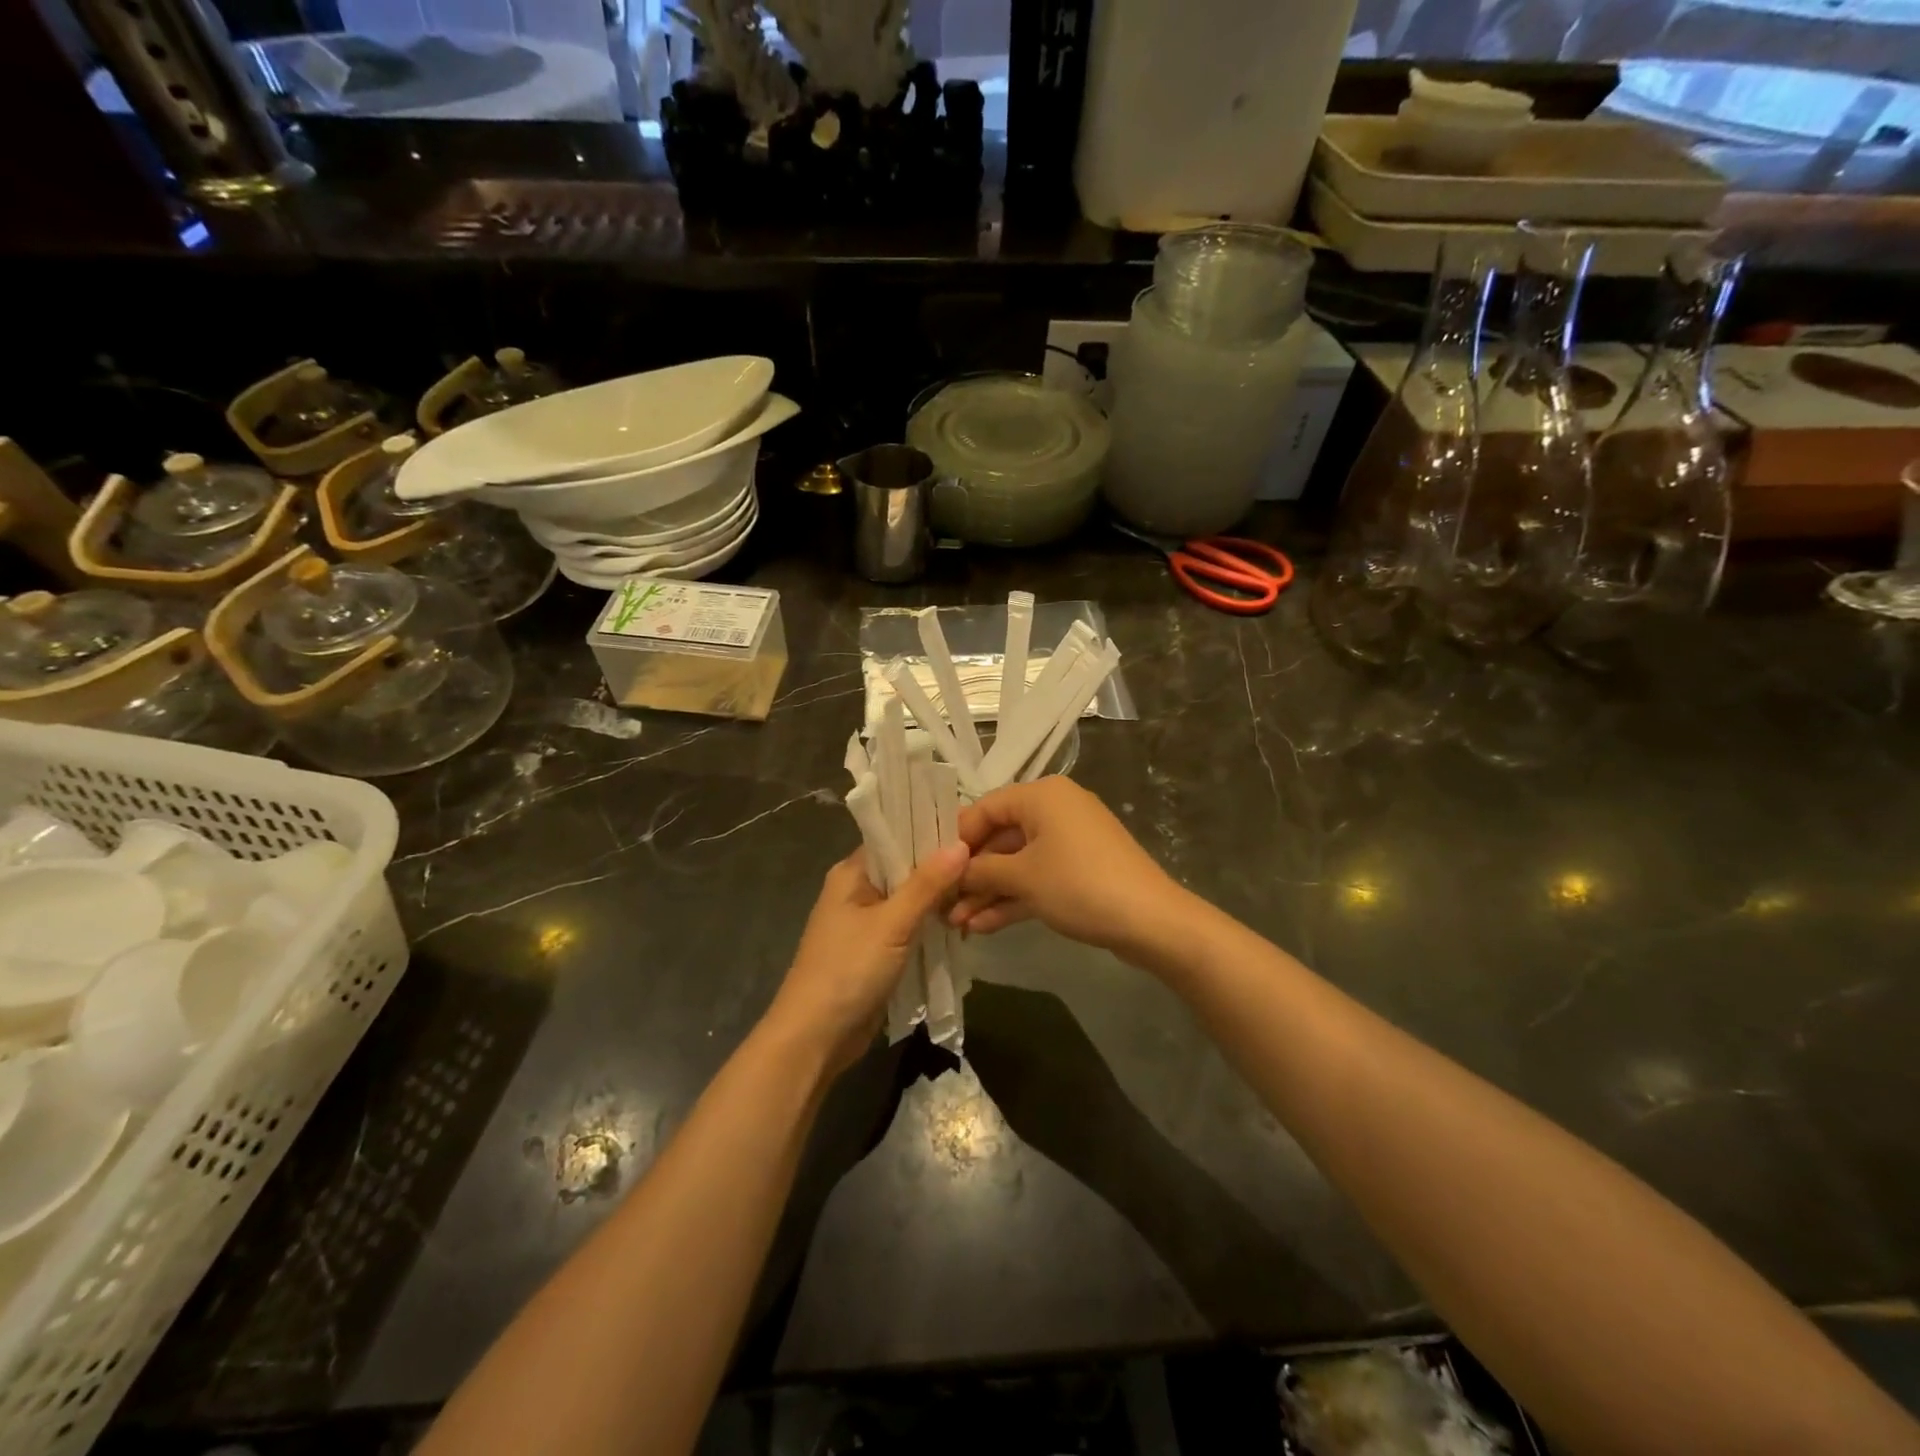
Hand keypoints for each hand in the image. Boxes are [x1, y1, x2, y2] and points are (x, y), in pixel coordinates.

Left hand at [764, 843, 969, 1075]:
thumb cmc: (848, 970)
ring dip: (940, 902)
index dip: (931, 833)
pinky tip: (963, 924)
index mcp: (852, 873)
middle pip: (906, 870)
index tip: (973, 829)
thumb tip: (961, 844)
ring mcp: (867, 924)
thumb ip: (927, 885)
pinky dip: (932, 927)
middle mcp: (858, 891)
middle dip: (942, 871)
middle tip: (987, 863)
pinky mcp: (877, 952)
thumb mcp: (891, 924)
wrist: (815, 1037)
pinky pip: (910, 929)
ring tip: (983, 892)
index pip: (896, 838)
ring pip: (911, 902)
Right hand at [950, 778, 1186, 959]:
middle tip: (941, 903)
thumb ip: (980, 871)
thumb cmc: (1079, 884)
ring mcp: (1069, 842)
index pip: (985, 808)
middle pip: (1000, 837)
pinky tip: (983, 926)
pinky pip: (1037, 877)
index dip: (956, 839)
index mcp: (1041, 795)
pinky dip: (1013, 898)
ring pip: (1017, 862)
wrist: (1150, 921)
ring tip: (956, 923)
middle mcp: (1055, 810)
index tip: (932, 869)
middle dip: (971, 874)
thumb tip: (950, 872)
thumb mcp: (1022, 877)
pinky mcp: (1079, 870)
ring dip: (988, 891)